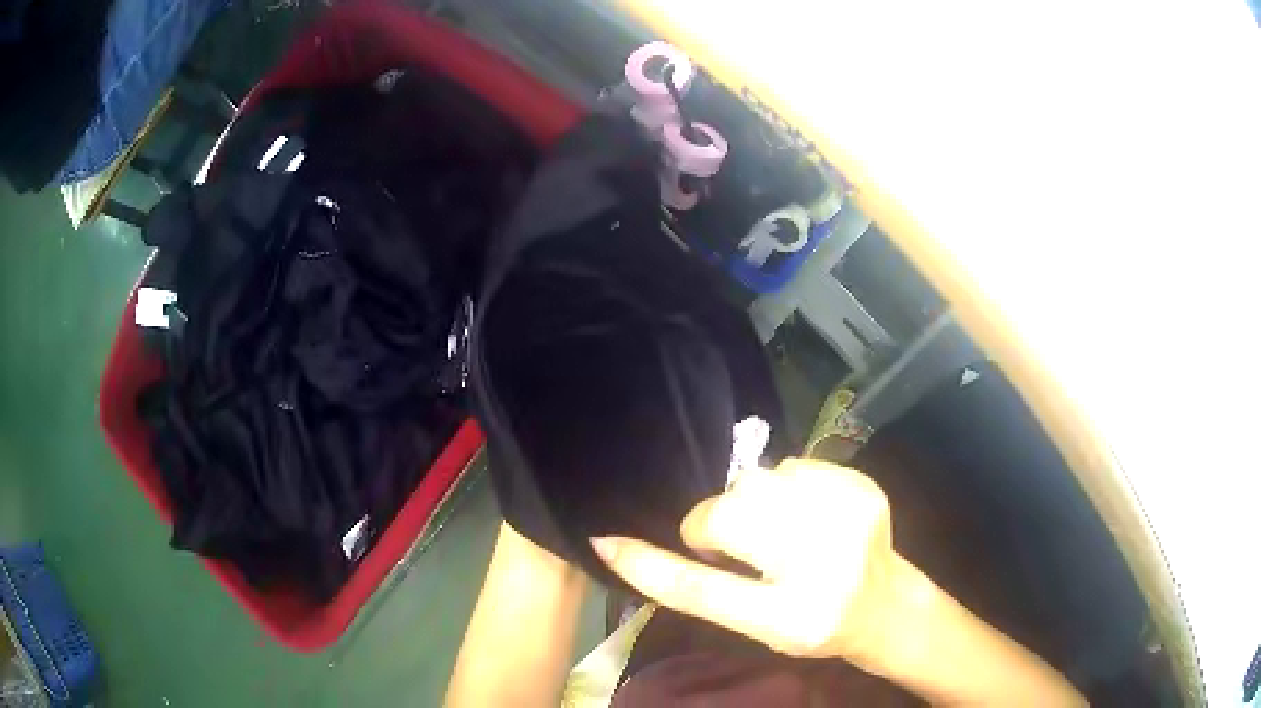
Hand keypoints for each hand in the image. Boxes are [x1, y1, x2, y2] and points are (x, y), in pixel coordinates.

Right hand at [591, 458, 900, 663]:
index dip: (647, 564)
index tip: (607, 539)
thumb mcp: (754, 624)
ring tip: (782, 532)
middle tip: (745, 548)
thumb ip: (700, 589)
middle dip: (722, 524)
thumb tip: (630, 548)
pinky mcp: (863, 485)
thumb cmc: (813, 625)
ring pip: (758, 481)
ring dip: (755, 504)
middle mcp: (823, 565)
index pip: (703, 590)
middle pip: (730, 512)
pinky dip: (787, 488)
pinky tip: (809, 515)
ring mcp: (850, 517)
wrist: (884, 603)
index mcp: (790, 616)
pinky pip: (792, 467)